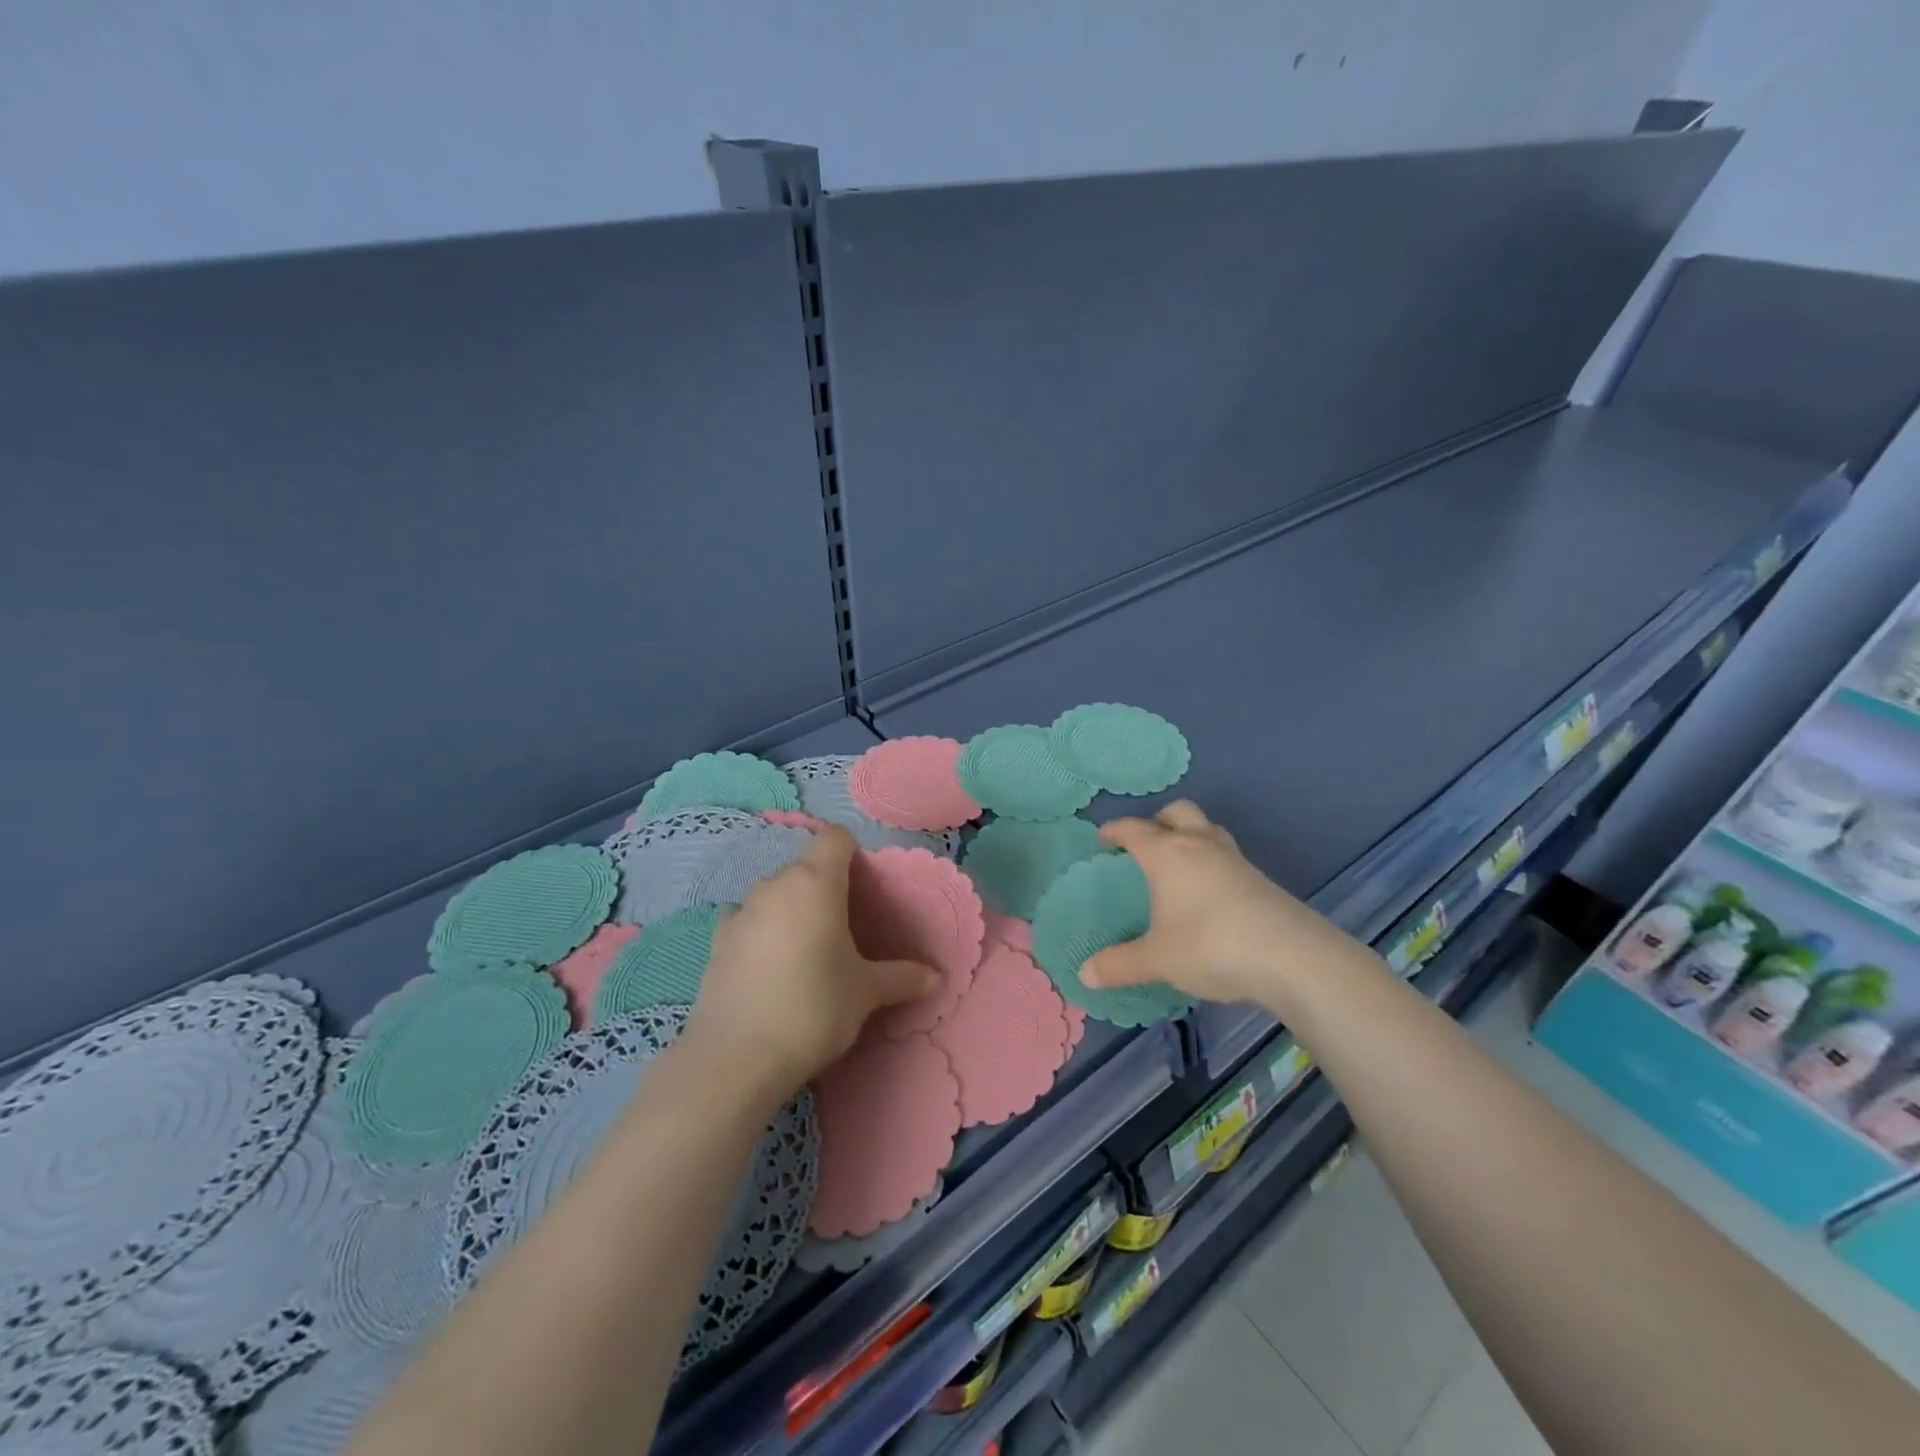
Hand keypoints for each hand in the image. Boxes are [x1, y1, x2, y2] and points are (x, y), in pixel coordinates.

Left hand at [685, 825, 940, 1103]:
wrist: (737, 1058)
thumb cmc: (815, 1009)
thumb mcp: (866, 993)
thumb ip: (903, 977)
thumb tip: (936, 978)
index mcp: (816, 883)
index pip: (835, 838)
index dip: (852, 854)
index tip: (863, 889)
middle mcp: (775, 885)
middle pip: (806, 868)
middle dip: (825, 888)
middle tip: (842, 930)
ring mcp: (741, 911)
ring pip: (775, 895)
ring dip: (791, 910)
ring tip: (804, 953)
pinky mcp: (716, 940)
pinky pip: (747, 921)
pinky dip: (760, 932)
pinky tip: (768, 968)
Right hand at [1082, 801, 1379, 1011]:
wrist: (1291, 956)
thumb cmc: (1210, 945)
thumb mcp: (1158, 960)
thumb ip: (1120, 964)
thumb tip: (1085, 974)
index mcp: (1168, 854)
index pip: (1135, 829)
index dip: (1116, 830)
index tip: (1104, 838)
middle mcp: (1200, 846)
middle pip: (1178, 812)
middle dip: (1158, 820)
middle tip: (1146, 843)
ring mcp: (1234, 860)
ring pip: (1208, 829)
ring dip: (1190, 836)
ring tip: (1179, 863)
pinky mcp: (1260, 879)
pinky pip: (1227, 856)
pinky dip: (1212, 862)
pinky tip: (1209, 893)